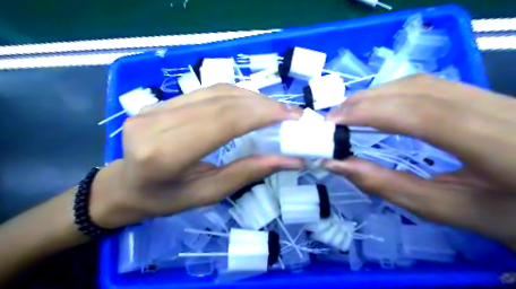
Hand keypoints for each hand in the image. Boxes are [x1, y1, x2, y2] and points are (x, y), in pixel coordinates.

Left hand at [89, 84, 302, 230]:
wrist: (126, 186)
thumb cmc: (166, 199)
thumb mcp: (209, 194)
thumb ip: (247, 173)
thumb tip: (290, 160)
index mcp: (165, 154)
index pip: (222, 121)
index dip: (260, 113)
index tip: (290, 116)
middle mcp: (156, 124)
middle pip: (221, 102)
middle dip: (262, 104)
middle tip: (290, 112)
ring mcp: (155, 107)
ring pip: (215, 91)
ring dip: (251, 98)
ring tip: (275, 109)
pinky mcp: (160, 101)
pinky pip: (206, 91)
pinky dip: (235, 95)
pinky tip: (251, 104)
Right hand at [324, 74, 515, 250]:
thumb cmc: (509, 216)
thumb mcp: (448, 210)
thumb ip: (390, 186)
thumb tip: (338, 165)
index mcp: (504, 146)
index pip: (426, 115)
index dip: (373, 112)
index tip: (334, 122)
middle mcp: (504, 110)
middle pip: (420, 90)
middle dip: (367, 100)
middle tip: (334, 118)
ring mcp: (497, 97)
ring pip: (424, 82)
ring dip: (378, 94)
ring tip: (349, 112)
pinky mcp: (486, 96)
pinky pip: (431, 85)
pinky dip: (394, 93)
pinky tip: (377, 107)